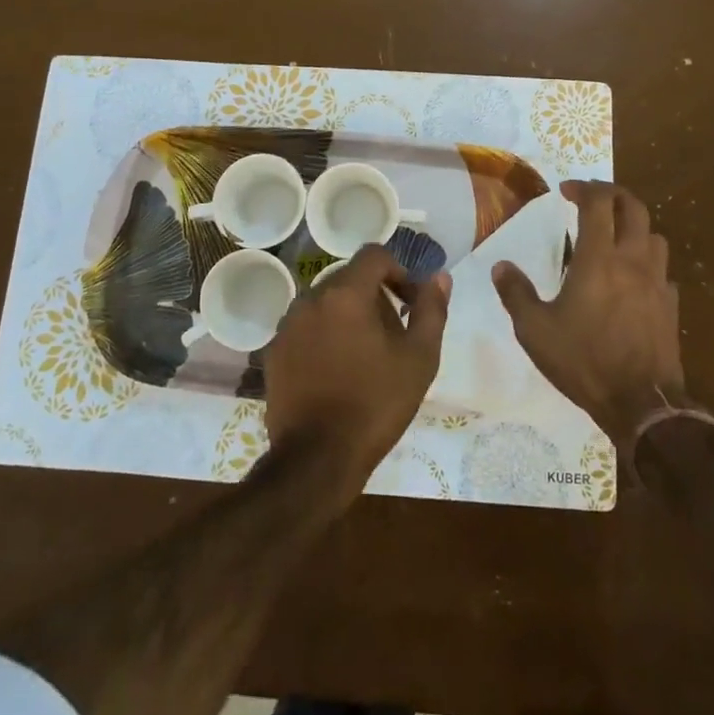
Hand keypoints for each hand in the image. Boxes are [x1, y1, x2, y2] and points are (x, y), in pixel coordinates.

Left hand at [263, 246, 450, 501]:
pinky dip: (324, 336)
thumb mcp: (419, 359)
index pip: (374, 255)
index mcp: (347, 293)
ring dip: (348, 315)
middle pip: (349, 278)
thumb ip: (431, 310)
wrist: (317, 458)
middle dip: (375, 296)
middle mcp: (311, 297)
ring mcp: (288, 324)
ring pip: (326, 303)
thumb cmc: (375, 404)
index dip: (398, 271)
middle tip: (393, 334)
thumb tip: (439, 277)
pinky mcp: (274, 350)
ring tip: (365, 356)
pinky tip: (337, 371)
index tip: (409, 303)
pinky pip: (307, 327)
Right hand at [492, 180, 685, 450]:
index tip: (565, 191)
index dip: (583, 188)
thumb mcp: (535, 330)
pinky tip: (634, 279)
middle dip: (612, 195)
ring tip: (614, 236)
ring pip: (655, 235)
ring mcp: (657, 282)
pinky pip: (663, 271)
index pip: (598, 203)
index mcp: (599, 259)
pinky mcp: (671, 306)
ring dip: (634, 226)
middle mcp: (632, 261)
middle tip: (591, 199)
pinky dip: (648, 263)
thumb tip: (501, 266)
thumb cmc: (584, 361)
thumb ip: (516, 293)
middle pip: (634, 207)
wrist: (642, 404)